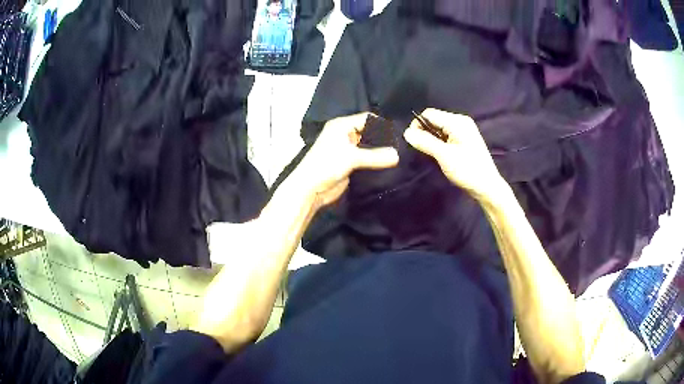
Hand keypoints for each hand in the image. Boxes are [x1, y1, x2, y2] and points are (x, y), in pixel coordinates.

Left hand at [295, 113, 399, 207]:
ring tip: (398, 154)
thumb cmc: (327, 165)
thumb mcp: (352, 158)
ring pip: (368, 145)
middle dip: (382, 138)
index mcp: (341, 125)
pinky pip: (366, 157)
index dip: (381, 124)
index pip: (366, 118)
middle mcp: (344, 134)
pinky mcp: (349, 162)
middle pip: (368, 131)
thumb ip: (376, 156)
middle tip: (400, 145)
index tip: (398, 133)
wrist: (310, 189)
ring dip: (379, 150)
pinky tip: (388, 163)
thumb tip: (398, 156)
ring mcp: (347, 149)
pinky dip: (375, 159)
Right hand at [404, 108, 505, 201]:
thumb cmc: (467, 170)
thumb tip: (406, 132)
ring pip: (439, 129)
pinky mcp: (464, 141)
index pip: (429, 114)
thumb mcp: (444, 156)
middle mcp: (460, 122)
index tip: (414, 142)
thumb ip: (425, 142)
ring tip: (432, 154)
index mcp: (457, 121)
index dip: (418, 125)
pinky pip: (445, 136)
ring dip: (432, 139)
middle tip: (423, 150)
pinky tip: (440, 154)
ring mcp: (463, 131)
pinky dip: (439, 143)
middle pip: (434, 120)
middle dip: (425, 132)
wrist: (487, 187)